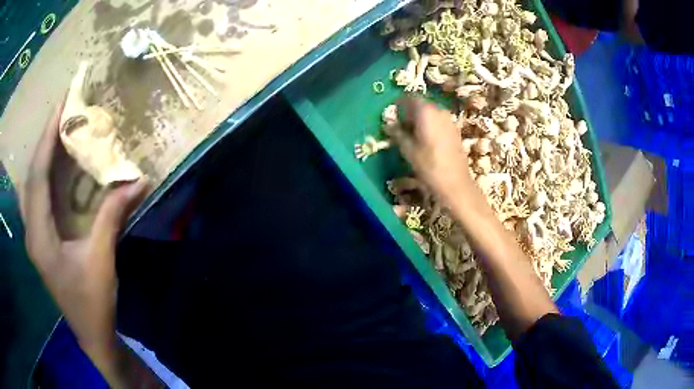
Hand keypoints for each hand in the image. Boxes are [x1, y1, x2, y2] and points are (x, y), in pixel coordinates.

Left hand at [22, 104, 146, 356]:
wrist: (91, 334)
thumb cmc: (93, 302)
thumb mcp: (102, 259)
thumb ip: (113, 216)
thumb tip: (138, 180)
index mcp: (39, 236)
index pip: (37, 177)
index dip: (46, 140)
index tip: (60, 107)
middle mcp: (31, 231)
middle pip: (31, 177)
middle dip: (43, 143)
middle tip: (61, 116)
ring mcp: (34, 237)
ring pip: (31, 187)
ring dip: (42, 158)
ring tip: (57, 135)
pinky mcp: (41, 241)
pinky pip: (37, 199)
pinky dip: (43, 177)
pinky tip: (53, 169)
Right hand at [390, 97, 471, 201]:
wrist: (456, 184)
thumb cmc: (429, 166)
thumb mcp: (408, 150)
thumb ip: (397, 134)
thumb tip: (388, 125)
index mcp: (426, 112)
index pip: (410, 98)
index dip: (400, 104)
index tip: (393, 114)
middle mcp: (439, 111)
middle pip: (421, 105)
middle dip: (410, 112)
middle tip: (400, 126)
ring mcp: (449, 120)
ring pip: (431, 113)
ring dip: (420, 119)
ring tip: (412, 134)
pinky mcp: (455, 130)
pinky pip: (439, 121)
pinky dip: (430, 125)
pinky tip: (426, 140)